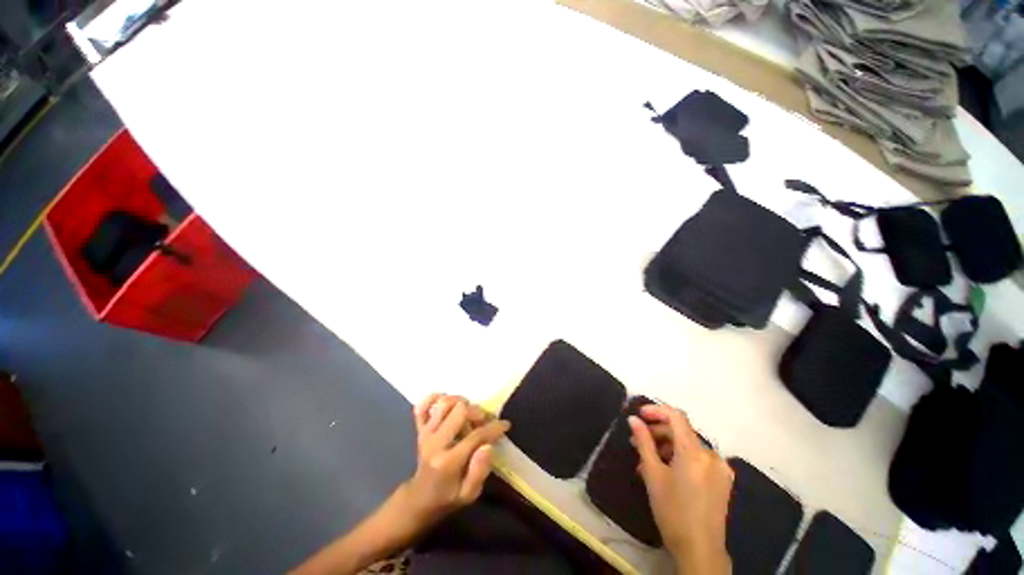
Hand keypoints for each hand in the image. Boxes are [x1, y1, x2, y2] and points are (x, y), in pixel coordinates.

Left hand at [400, 394, 510, 531]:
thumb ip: (479, 471)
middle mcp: (435, 443)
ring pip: (444, 403)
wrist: (419, 499)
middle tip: (485, 420)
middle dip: (477, 412)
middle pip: (459, 411)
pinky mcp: (419, 429)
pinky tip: (445, 401)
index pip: (476, 436)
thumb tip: (488, 445)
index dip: (494, 428)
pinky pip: (421, 407)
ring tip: (469, 412)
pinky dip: (433, 398)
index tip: (504, 425)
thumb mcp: (469, 495)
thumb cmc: (448, 497)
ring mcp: (425, 434)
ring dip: (460, 403)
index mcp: (448, 462)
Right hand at [629, 405, 732, 574]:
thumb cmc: (672, 511)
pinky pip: (699, 458)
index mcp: (695, 452)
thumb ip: (643, 442)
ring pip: (689, 445)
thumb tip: (633, 420)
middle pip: (682, 431)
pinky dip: (681, 457)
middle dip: (658, 431)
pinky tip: (667, 469)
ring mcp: (720, 468)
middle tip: (638, 441)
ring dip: (668, 445)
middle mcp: (711, 455)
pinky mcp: (723, 480)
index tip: (639, 415)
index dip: (656, 410)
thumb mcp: (652, 474)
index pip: (676, 417)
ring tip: (648, 459)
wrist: (700, 550)